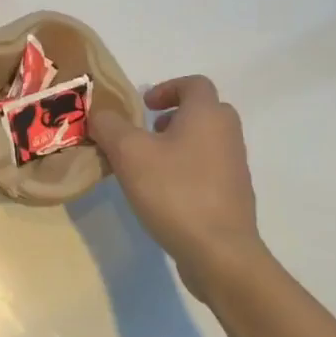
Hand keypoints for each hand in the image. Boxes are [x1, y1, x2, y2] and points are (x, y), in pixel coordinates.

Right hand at [89, 76, 264, 286]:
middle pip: (204, 111)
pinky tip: (163, 194)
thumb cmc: (174, 191)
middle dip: (173, 116)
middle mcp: (228, 135)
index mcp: (207, 115)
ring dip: (178, 144)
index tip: (144, 106)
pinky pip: (209, 169)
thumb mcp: (128, 153)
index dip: (166, 88)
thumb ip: (109, 125)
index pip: (194, 84)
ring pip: (206, 141)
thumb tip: (100, 113)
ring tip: (148, 166)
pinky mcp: (233, 196)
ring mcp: (235, 167)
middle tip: (146, 133)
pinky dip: (187, 170)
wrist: (220, 253)